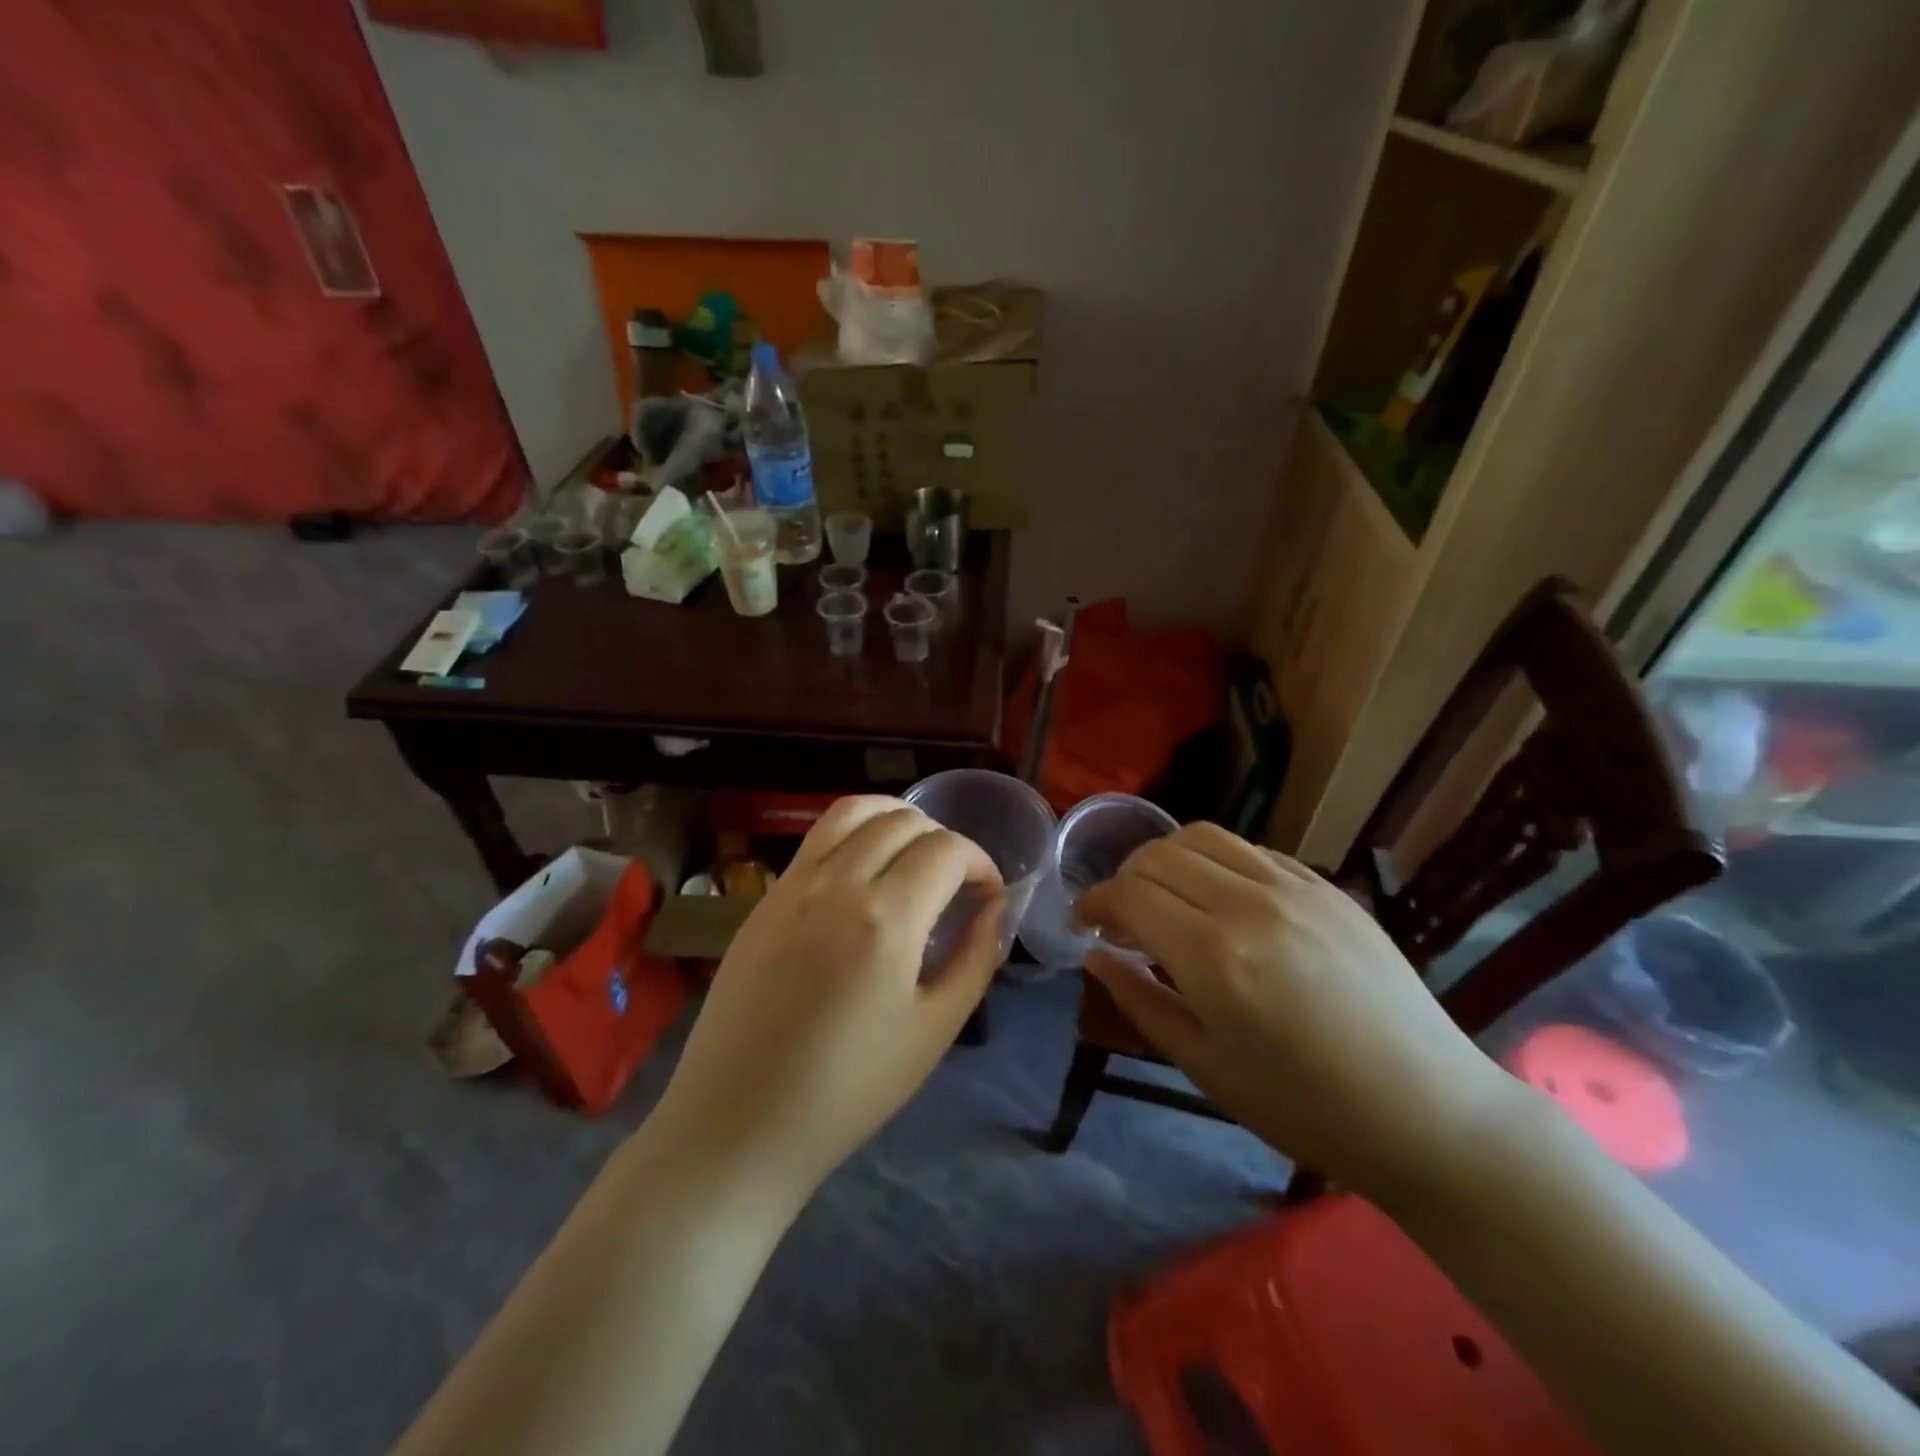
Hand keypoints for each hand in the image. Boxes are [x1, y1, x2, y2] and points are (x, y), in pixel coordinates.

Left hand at [646, 797, 1006, 1201]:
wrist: (738, 1122)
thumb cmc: (848, 1089)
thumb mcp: (934, 1030)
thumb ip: (975, 959)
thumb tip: (995, 910)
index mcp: (887, 918)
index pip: (948, 849)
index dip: (981, 863)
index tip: (988, 895)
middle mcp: (838, 882)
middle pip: (904, 820)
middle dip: (944, 840)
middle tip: (956, 883)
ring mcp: (794, 883)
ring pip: (855, 810)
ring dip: (896, 819)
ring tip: (912, 856)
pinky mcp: (765, 896)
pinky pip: (818, 837)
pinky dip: (855, 833)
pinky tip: (864, 874)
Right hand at [1074, 823, 1511, 1202]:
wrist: (1427, 1112)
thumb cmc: (1304, 1106)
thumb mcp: (1205, 1065)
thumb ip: (1140, 1000)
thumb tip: (1097, 955)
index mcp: (1213, 956)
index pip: (1129, 895)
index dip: (1094, 903)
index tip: (1084, 925)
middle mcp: (1249, 903)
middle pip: (1159, 856)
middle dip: (1124, 879)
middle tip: (1121, 918)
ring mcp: (1294, 888)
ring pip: (1204, 837)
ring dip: (1167, 858)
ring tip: (1166, 896)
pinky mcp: (1328, 887)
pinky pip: (1253, 851)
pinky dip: (1217, 862)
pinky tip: (1221, 899)